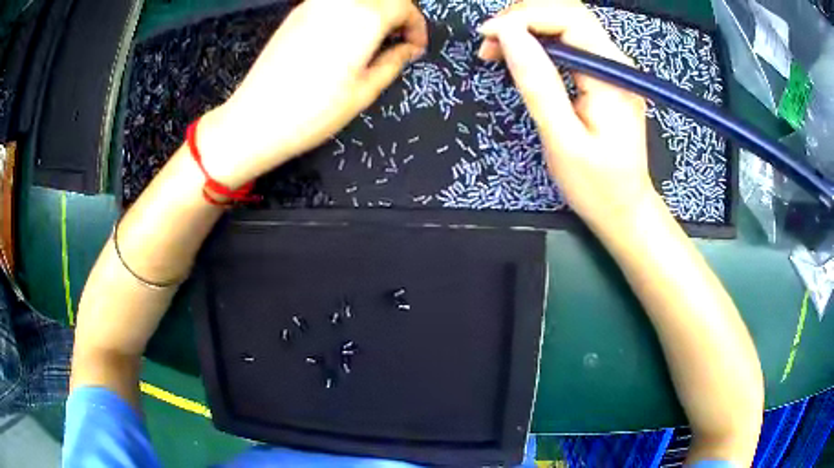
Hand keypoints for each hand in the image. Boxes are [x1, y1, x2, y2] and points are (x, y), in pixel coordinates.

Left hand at [198, 0, 427, 187]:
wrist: (256, 119)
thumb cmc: (314, 112)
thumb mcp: (364, 91)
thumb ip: (393, 62)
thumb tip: (408, 49)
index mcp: (364, 18)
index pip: (405, 6)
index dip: (417, 26)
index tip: (415, 47)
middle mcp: (340, 2)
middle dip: (399, 13)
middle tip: (399, 39)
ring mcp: (314, 4)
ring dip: (374, 10)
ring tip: (373, 37)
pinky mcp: (297, 12)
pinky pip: (334, 2)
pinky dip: (350, 11)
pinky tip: (345, 35)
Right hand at [478, 0, 653, 230]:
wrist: (625, 209)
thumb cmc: (597, 185)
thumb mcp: (563, 138)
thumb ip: (537, 83)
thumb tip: (507, 34)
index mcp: (610, 73)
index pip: (568, 17)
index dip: (523, 17)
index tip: (487, 37)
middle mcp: (615, 61)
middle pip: (566, 13)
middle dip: (522, 18)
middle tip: (489, 44)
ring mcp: (610, 67)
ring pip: (565, 24)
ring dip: (526, 28)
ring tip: (496, 51)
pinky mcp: (602, 75)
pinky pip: (568, 42)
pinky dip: (538, 43)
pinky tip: (519, 57)